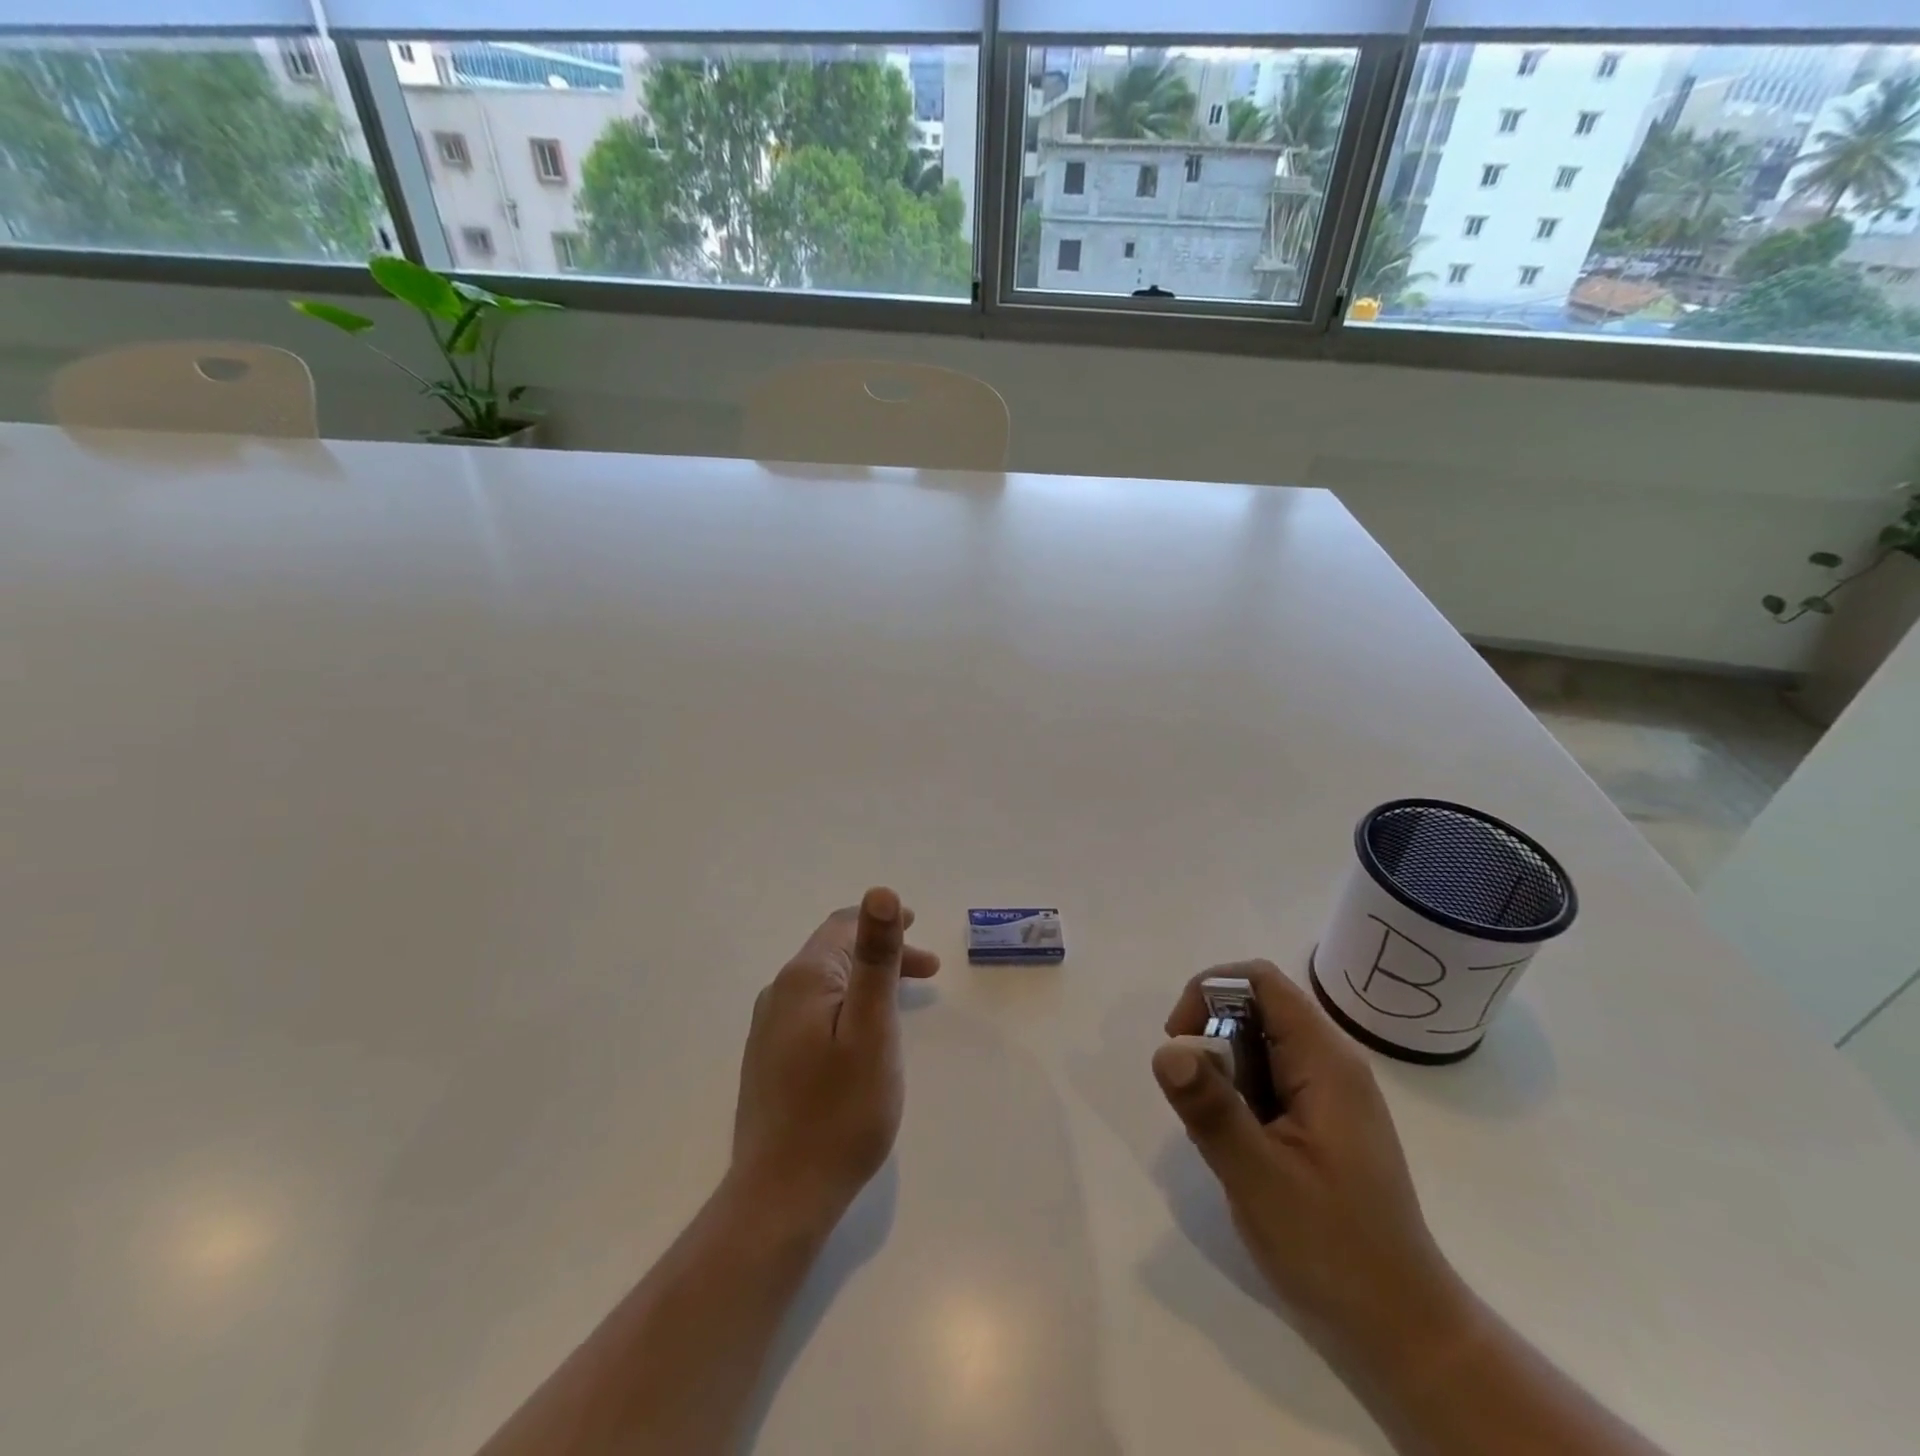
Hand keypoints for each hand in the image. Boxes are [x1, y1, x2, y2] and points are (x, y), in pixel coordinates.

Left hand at [728, 887, 939, 1240]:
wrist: (780, 1195)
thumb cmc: (840, 1110)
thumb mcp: (872, 1028)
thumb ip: (876, 958)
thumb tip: (880, 891)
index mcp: (804, 978)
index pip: (843, 926)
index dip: (882, 922)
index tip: (918, 928)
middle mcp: (779, 993)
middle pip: (834, 953)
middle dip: (882, 953)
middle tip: (928, 971)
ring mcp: (769, 1028)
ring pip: (826, 984)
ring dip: (866, 981)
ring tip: (903, 1000)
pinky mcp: (769, 1059)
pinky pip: (814, 1012)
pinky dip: (847, 1006)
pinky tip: (862, 1035)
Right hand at [1153, 962, 1473, 1381]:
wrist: (1401, 1331)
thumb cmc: (1333, 1250)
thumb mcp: (1261, 1179)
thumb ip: (1212, 1110)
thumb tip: (1165, 1049)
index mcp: (1326, 1062)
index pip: (1259, 980)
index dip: (1208, 993)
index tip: (1180, 1044)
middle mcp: (1330, 1063)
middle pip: (1255, 1007)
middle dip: (1211, 1038)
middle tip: (1195, 1100)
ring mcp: (1328, 1093)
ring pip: (1255, 1044)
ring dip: (1221, 1072)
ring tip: (1218, 1134)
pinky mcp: (1320, 1120)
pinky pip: (1265, 1078)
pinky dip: (1237, 1096)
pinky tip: (1237, 1147)